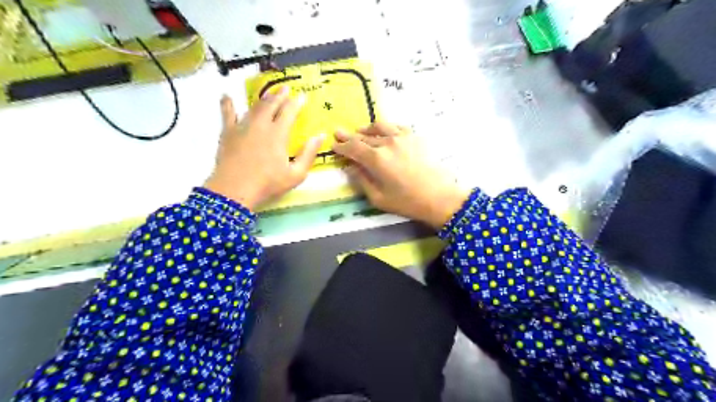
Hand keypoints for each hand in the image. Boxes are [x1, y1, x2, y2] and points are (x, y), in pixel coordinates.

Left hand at [202, 89, 323, 211]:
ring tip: (269, 93)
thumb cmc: (268, 183)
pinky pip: (227, 114)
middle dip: (280, 95)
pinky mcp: (227, 132)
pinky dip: (227, 104)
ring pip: (254, 106)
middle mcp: (260, 124)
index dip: (296, 102)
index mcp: (278, 133)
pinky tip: (227, 96)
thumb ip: (309, 154)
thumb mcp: (296, 174)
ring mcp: (242, 126)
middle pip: (271, 104)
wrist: (234, 190)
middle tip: (286, 89)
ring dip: (263, 98)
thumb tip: (320, 136)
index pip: (289, 111)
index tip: (302, 96)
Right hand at [334, 123, 470, 228]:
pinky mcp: (415, 137)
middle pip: (364, 136)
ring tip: (360, 131)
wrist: (440, 197)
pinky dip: (386, 128)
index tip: (334, 146)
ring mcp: (402, 137)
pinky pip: (396, 126)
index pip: (353, 148)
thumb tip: (350, 167)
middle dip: (349, 136)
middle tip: (339, 133)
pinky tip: (384, 132)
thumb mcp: (378, 198)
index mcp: (376, 159)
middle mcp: (387, 143)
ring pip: (379, 127)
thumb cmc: (407, 202)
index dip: (341, 146)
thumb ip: (361, 180)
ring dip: (367, 129)